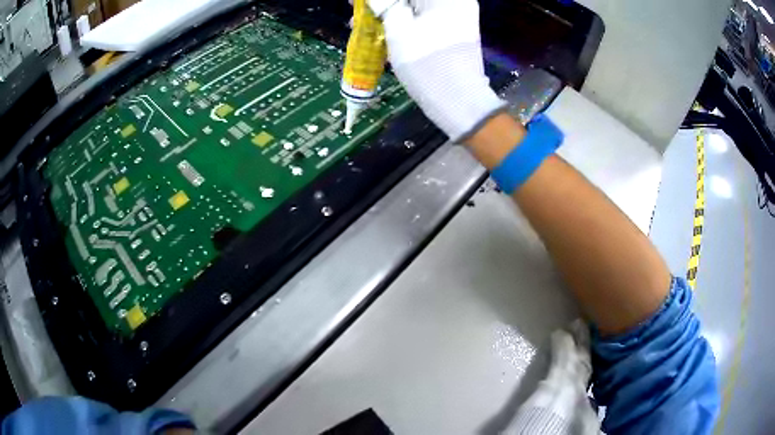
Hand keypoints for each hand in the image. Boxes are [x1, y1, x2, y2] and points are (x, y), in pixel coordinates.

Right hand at [369, 0, 504, 141]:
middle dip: (384, 4)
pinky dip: (405, 22)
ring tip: (366, 27)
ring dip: (391, 13)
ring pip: (417, 8)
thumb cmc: (426, 64)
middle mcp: (456, 2)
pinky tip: (386, 32)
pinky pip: (425, 18)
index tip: (356, 3)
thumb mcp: (397, 30)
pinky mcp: (455, 31)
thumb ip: (382, 4)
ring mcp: (458, 17)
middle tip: (358, 14)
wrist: (459, 101)